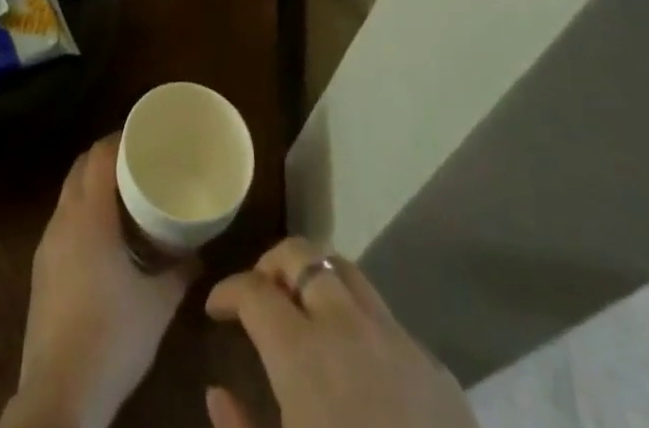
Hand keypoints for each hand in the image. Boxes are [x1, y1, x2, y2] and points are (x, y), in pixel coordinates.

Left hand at [6, 136, 196, 427]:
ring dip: (93, 185)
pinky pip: (63, 221)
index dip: (121, 137)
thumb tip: (199, 252)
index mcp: (89, 215)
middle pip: (81, 167)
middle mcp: (63, 219)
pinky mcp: (41, 270)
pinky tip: (103, 238)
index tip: (146, 136)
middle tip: (139, 162)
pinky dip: (82, 212)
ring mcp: (47, 244)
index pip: (99, 154)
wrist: (61, 394)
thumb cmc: (113, 336)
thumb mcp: (159, 303)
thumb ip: (181, 271)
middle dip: (107, 157)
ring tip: (125, 196)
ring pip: (69, 194)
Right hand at [205, 238, 477, 427]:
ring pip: (345, 269)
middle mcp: (345, 325)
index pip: (254, 290)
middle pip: (302, 255)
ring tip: (302, 307)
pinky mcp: (432, 364)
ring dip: (315, 276)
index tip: (216, 308)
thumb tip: (217, 393)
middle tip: (258, 292)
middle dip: (272, 264)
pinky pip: (382, 313)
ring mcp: (393, 337)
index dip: (229, 290)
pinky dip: (354, 315)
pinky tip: (353, 356)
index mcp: (301, 353)